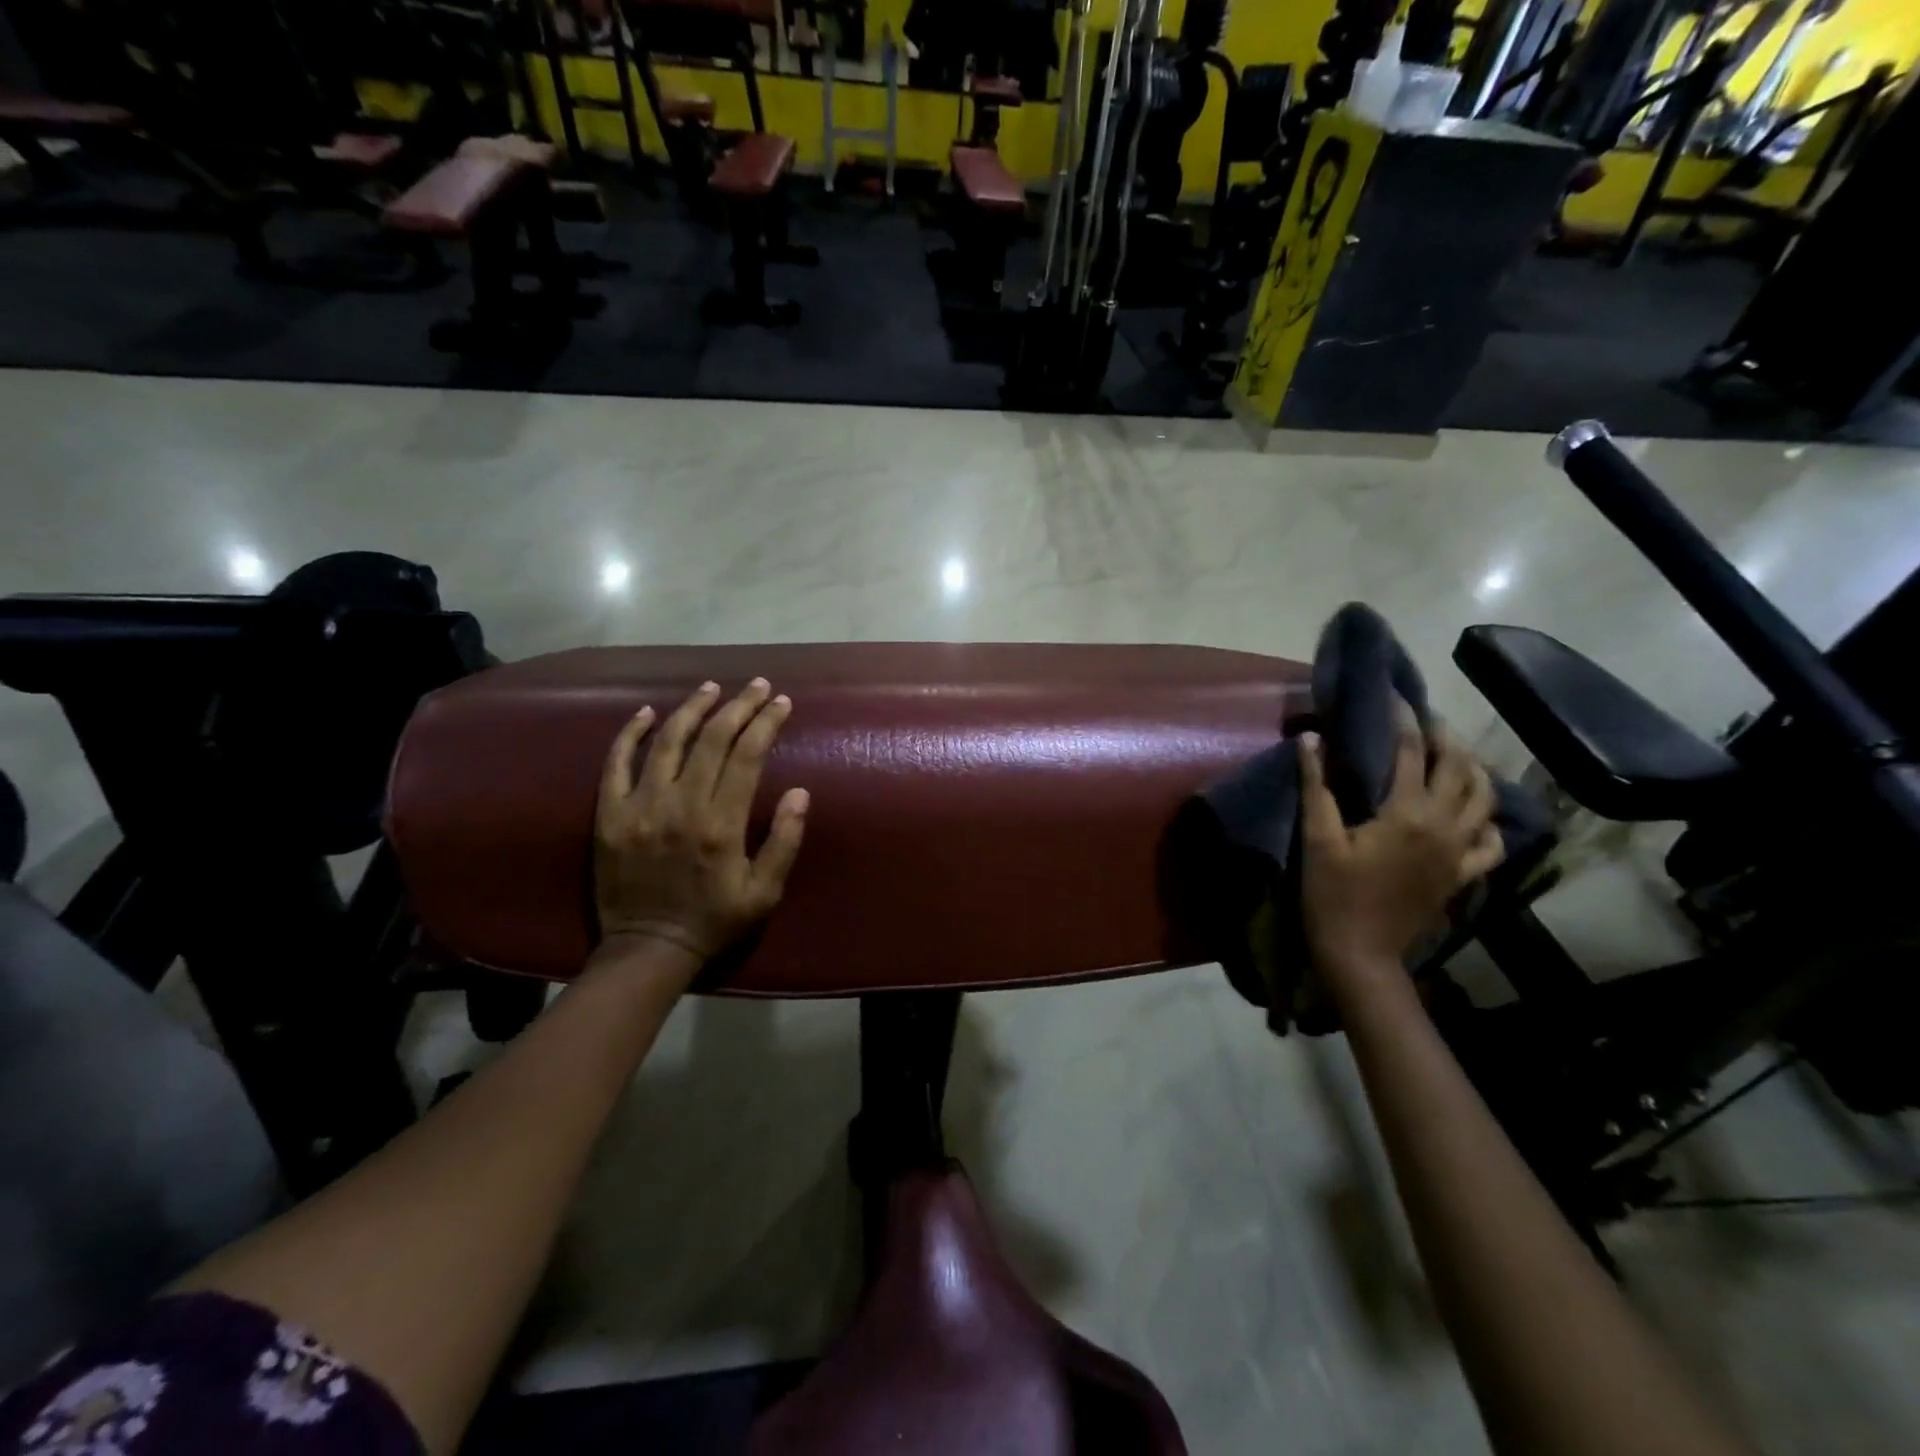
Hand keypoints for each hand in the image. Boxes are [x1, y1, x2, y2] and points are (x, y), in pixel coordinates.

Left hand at [593, 679, 809, 967]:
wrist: (648, 948)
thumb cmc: (714, 920)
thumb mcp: (765, 892)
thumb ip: (784, 841)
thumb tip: (800, 792)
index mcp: (722, 823)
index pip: (748, 755)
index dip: (766, 723)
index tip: (782, 702)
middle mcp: (681, 805)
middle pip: (713, 739)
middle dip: (739, 706)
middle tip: (757, 685)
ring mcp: (640, 807)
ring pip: (668, 741)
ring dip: (692, 708)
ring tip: (712, 688)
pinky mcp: (610, 815)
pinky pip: (616, 764)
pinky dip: (630, 734)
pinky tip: (647, 713)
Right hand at [1298, 711, 1503, 991]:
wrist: (1360, 952)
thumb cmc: (1332, 893)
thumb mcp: (1318, 838)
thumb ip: (1316, 786)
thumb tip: (1309, 739)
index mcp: (1407, 813)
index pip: (1412, 752)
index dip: (1404, 720)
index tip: (1395, 697)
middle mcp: (1444, 826)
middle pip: (1459, 769)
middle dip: (1446, 737)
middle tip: (1427, 720)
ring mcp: (1459, 853)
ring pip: (1485, 799)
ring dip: (1473, 770)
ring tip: (1455, 755)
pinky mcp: (1462, 875)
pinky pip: (1491, 843)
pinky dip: (1488, 821)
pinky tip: (1475, 815)